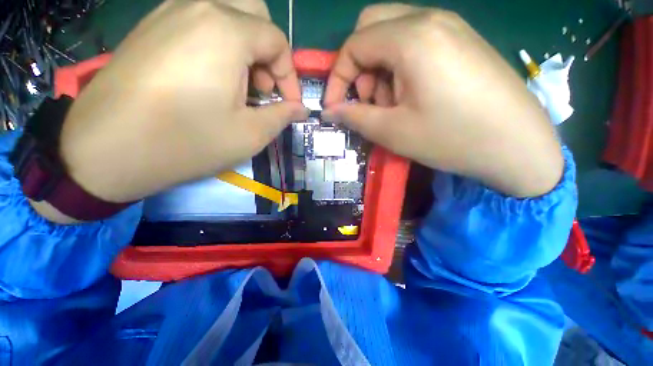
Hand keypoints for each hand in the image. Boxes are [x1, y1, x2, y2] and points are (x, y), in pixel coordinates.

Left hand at [57, 0, 306, 205]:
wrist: (105, 151)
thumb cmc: (188, 142)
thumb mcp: (251, 134)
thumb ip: (282, 116)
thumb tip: (300, 109)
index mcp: (225, 30)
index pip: (277, 41)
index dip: (290, 76)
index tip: (289, 106)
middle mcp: (197, 7)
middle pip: (253, 13)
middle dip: (268, 52)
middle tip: (262, 88)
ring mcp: (168, 13)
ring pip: (226, 13)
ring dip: (245, 47)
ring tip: (239, 86)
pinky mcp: (151, 28)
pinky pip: (199, 22)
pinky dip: (218, 44)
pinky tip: (211, 78)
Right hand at [323, 4, 562, 197]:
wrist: (518, 145)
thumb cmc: (451, 138)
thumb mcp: (392, 131)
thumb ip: (354, 116)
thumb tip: (330, 111)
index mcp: (411, 38)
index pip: (353, 44)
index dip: (337, 77)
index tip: (334, 106)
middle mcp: (430, 19)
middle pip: (372, 27)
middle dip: (359, 67)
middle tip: (369, 101)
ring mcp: (449, 27)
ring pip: (392, 36)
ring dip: (380, 70)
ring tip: (393, 105)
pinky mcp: (460, 42)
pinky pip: (415, 44)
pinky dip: (400, 68)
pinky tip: (413, 97)